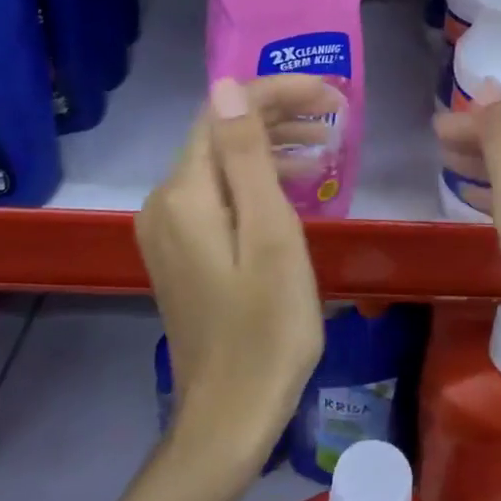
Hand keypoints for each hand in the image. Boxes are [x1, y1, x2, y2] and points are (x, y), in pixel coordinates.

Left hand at [137, 76, 330, 470]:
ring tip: (326, 145)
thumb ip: (246, 156)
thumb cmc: (267, 326)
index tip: (330, 94)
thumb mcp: (270, 234)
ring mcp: (169, 228)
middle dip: (277, 113)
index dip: (276, 92)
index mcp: (184, 194)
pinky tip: (294, 183)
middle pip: (220, 133)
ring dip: (271, 144)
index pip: (224, 112)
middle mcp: (165, 202)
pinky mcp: (182, 249)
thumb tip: (227, 86)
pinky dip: (257, 179)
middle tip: (335, 114)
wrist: (231, 415)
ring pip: (221, 162)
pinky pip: (219, 193)